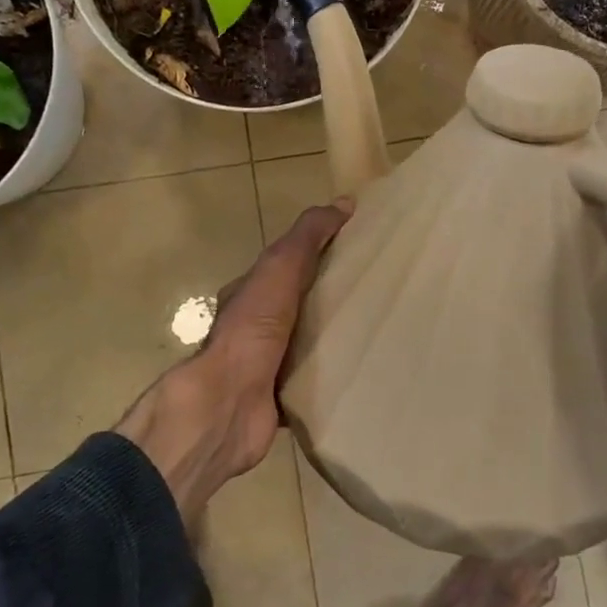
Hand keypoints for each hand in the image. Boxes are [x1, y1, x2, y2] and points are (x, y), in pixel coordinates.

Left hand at [119, 200, 350, 524]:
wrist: (229, 403)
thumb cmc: (252, 329)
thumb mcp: (280, 268)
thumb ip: (307, 237)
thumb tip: (344, 203)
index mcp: (249, 295)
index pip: (285, 266)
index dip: (318, 254)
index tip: (357, 252)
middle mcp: (254, 329)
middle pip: (299, 306)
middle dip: (331, 299)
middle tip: (377, 294)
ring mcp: (265, 366)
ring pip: (307, 345)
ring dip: (334, 340)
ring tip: (378, 332)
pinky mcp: (280, 398)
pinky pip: (313, 382)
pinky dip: (333, 377)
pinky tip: (362, 373)